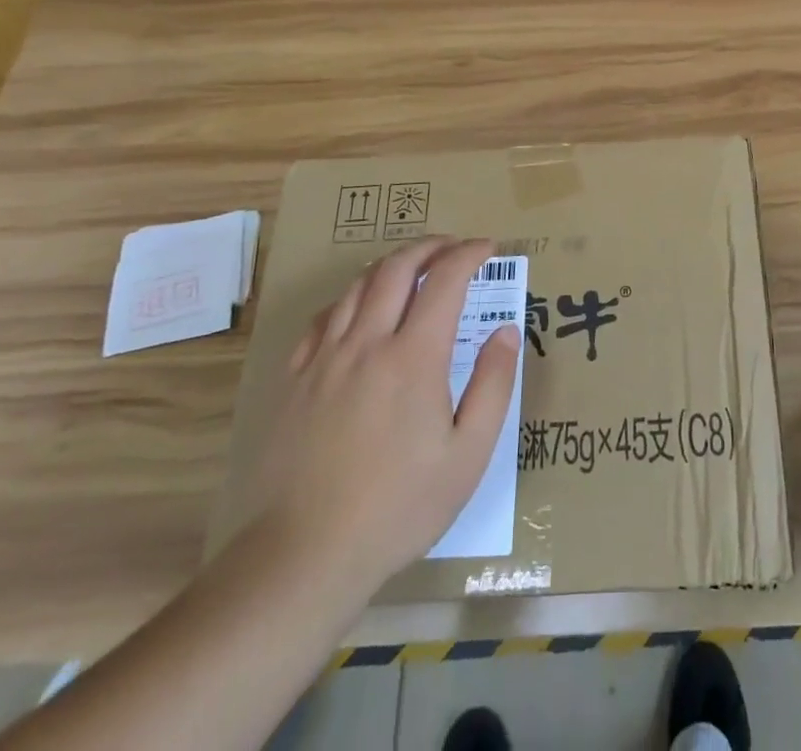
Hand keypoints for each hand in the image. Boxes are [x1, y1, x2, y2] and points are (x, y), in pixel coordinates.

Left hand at [255, 236, 519, 591]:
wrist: (304, 554)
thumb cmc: (399, 507)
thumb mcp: (468, 455)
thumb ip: (493, 385)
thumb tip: (505, 332)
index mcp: (414, 357)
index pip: (445, 280)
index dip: (469, 254)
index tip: (488, 247)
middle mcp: (368, 342)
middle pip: (398, 268)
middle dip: (431, 246)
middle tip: (454, 247)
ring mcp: (325, 358)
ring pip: (358, 285)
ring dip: (391, 264)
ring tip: (413, 267)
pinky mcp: (295, 379)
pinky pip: (323, 317)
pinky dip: (350, 297)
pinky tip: (358, 309)